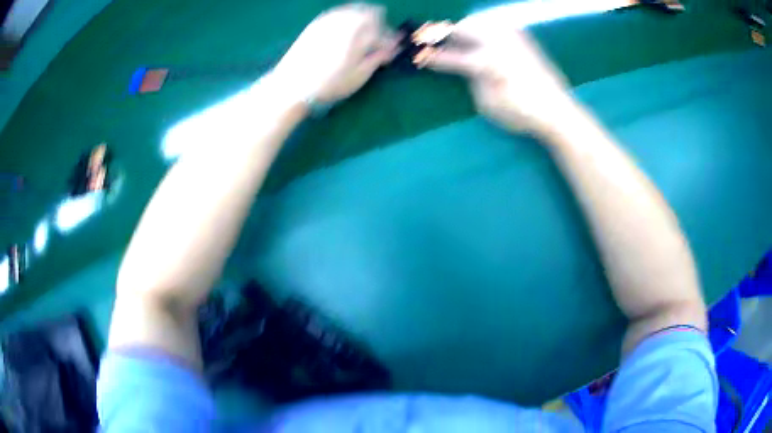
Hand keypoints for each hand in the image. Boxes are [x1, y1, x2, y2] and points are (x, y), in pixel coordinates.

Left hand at [272, 3, 397, 104]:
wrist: (292, 84)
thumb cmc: (328, 84)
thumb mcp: (358, 76)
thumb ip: (377, 58)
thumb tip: (390, 50)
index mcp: (360, 34)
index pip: (383, 33)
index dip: (390, 42)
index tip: (392, 52)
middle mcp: (346, 21)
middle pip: (372, 13)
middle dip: (380, 25)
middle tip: (381, 40)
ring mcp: (330, 19)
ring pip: (355, 9)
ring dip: (365, 18)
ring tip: (365, 33)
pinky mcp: (316, 23)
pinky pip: (339, 12)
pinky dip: (348, 18)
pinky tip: (346, 30)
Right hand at [417, 16, 579, 136]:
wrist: (558, 110)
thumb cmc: (521, 113)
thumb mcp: (488, 103)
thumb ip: (472, 80)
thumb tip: (466, 67)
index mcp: (488, 61)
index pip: (452, 57)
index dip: (433, 58)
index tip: (418, 56)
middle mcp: (499, 42)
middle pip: (464, 27)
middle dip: (445, 32)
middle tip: (431, 38)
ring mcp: (513, 37)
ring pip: (481, 21)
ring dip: (465, 26)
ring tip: (456, 35)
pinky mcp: (524, 38)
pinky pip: (498, 24)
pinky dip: (485, 25)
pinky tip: (482, 34)